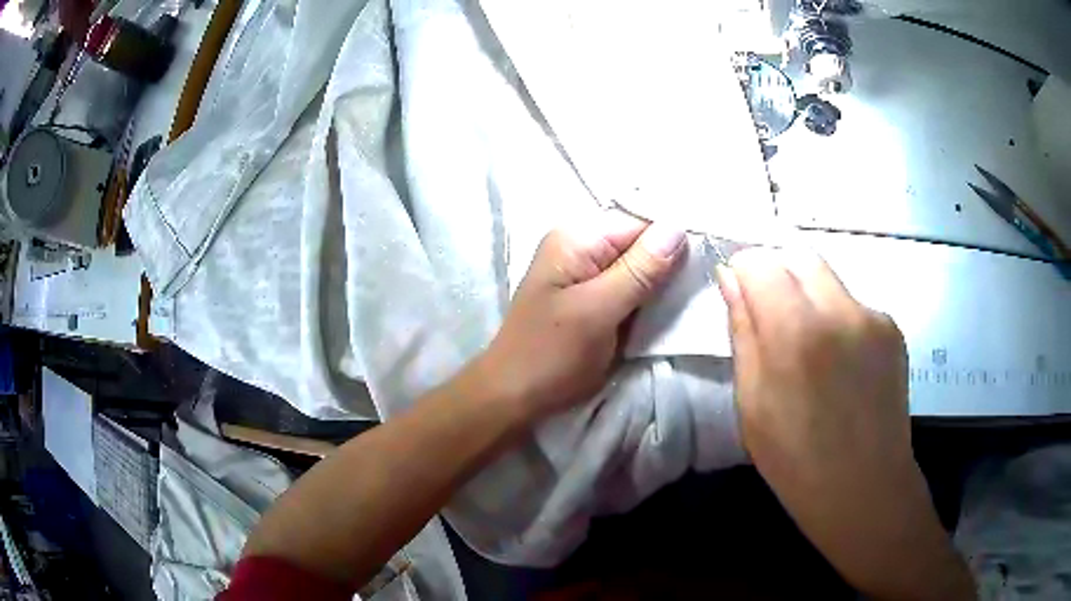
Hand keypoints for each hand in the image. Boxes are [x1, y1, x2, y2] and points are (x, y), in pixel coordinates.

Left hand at [477, 214, 685, 420]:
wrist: (514, 396)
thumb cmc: (551, 354)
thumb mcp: (598, 311)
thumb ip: (640, 269)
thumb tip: (679, 226)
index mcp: (577, 237)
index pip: (640, 222)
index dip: (675, 238)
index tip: (709, 260)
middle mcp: (581, 246)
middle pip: (640, 242)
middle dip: (671, 262)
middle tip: (704, 282)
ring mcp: (586, 273)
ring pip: (639, 266)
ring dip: (662, 283)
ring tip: (691, 297)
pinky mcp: (592, 297)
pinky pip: (630, 287)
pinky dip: (649, 298)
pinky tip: (669, 308)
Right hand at [716, 248, 973, 599]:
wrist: (865, 489)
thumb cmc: (796, 460)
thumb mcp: (751, 402)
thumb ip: (742, 331)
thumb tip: (731, 278)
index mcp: (797, 331)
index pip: (761, 261)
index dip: (743, 270)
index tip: (739, 294)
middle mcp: (841, 309)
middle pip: (799, 256)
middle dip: (777, 274)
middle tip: (770, 317)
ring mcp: (873, 315)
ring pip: (828, 278)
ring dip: (808, 295)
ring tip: (808, 346)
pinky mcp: (893, 328)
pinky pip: (853, 303)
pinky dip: (836, 316)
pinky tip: (839, 361)